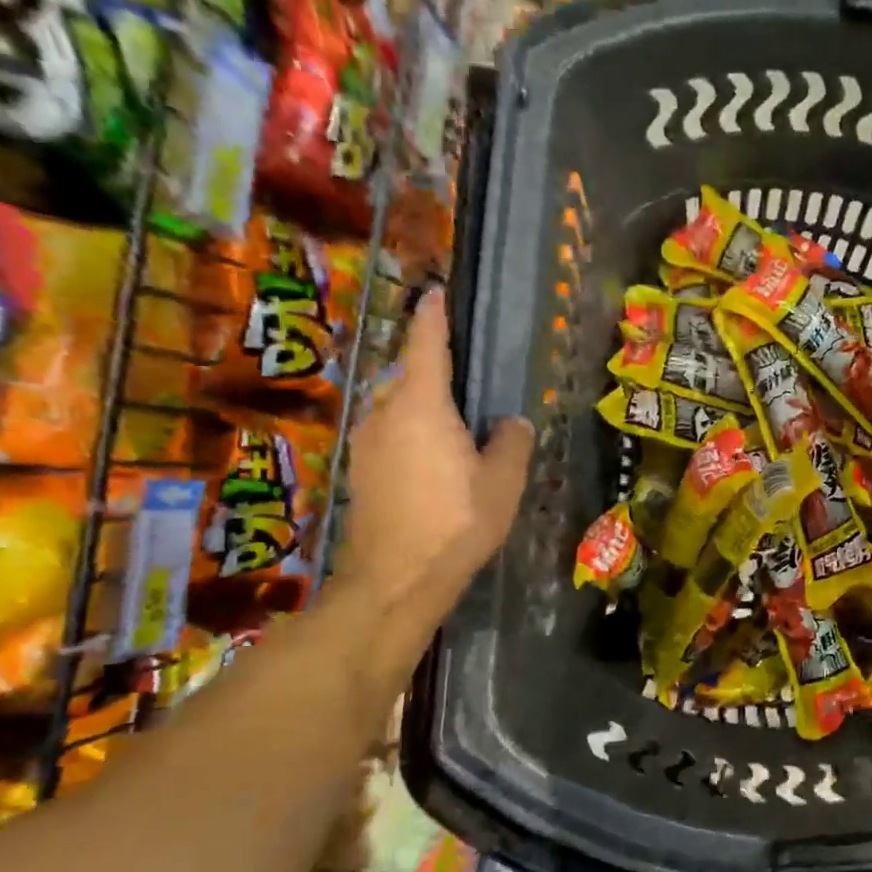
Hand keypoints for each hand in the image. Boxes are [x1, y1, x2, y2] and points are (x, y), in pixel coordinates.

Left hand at [338, 289, 534, 634]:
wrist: (395, 579)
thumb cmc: (456, 522)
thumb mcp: (503, 482)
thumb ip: (511, 442)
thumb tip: (511, 423)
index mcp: (422, 406)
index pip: (427, 345)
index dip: (434, 316)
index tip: (437, 293)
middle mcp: (385, 413)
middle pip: (408, 376)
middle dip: (431, 368)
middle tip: (465, 376)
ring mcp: (366, 442)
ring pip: (395, 406)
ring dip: (420, 404)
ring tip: (453, 423)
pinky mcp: (359, 470)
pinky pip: (389, 433)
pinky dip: (410, 431)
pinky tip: (432, 458)